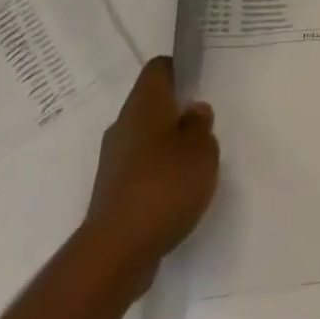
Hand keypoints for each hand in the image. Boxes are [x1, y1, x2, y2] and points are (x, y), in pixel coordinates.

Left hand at [78, 57, 218, 301]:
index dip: (180, 68)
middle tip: (207, 119)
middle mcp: (123, 125)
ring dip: (169, 141)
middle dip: (177, 108)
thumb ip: (201, 125)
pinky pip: (140, 164)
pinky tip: (179, 186)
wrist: (117, 250)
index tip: (201, 78)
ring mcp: (114, 159)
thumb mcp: (202, 150)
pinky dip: (159, 168)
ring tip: (198, 156)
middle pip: (151, 102)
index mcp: (144, 105)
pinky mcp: (112, 189)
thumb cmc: (166, 186)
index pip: (158, 69)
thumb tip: (193, 111)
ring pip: (145, 135)